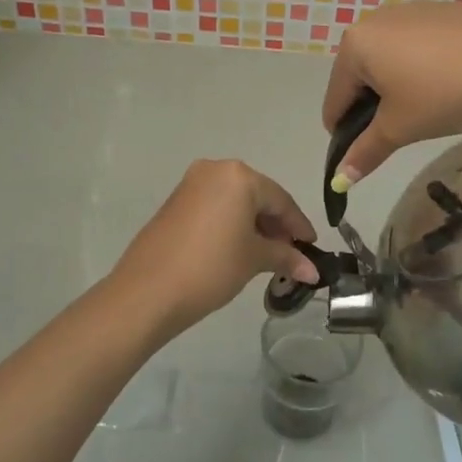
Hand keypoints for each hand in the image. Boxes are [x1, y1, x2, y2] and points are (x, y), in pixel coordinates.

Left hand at [110, 160, 321, 336]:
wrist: (148, 291)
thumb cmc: (211, 267)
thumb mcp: (254, 260)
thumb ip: (286, 258)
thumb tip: (313, 271)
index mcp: (239, 176)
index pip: (280, 200)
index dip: (299, 226)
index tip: (312, 248)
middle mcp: (214, 170)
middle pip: (257, 196)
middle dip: (276, 225)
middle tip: (290, 254)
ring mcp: (190, 185)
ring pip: (234, 202)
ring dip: (253, 226)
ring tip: (266, 256)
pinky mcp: (175, 202)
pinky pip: (214, 208)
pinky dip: (231, 225)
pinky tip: (238, 249)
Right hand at [323, 0, 461, 187]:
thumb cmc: (442, 95)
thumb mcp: (399, 129)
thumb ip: (365, 152)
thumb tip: (339, 180)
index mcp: (355, 44)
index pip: (335, 98)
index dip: (343, 131)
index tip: (361, 153)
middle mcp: (376, 18)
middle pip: (360, 74)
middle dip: (371, 104)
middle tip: (398, 130)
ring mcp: (412, 9)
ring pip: (389, 57)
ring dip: (395, 85)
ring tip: (425, 108)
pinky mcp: (443, 9)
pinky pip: (418, 44)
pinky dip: (421, 66)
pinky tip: (446, 83)